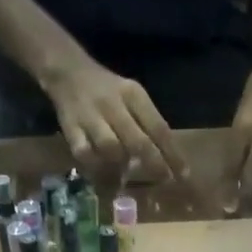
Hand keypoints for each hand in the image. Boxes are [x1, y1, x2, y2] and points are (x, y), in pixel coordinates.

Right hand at [42, 58, 185, 180]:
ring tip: (124, 174)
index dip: (172, 154)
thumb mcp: (132, 97)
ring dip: (121, 165)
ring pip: (111, 148)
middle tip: (163, 180)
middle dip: (154, 164)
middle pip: (138, 141)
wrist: (68, 71)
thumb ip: (147, 124)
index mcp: (133, 95)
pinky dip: (94, 165)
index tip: (183, 175)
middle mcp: (114, 105)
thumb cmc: (107, 90)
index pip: (158, 128)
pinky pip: (84, 153)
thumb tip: (165, 160)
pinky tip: (99, 171)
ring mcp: (91, 117)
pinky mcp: (71, 128)